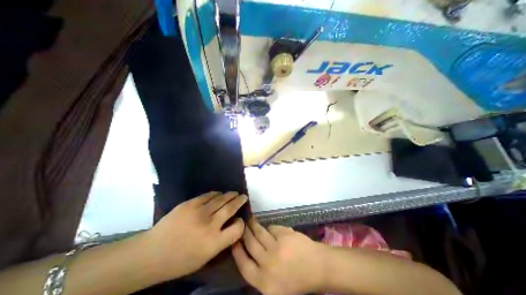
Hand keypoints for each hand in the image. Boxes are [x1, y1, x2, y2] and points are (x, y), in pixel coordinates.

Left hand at [145, 192, 248, 279]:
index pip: (237, 228)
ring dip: (230, 195)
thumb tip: (232, 224)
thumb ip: (222, 241)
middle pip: (231, 208)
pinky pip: (208, 195)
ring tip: (234, 193)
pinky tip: (219, 194)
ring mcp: (199, 212)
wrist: (151, 253)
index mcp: (213, 243)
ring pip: (221, 199)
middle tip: (244, 196)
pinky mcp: (190, 204)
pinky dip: (216, 194)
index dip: (241, 223)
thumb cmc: (180, 260)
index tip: (241, 219)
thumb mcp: (205, 257)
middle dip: (240, 201)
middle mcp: (209, 225)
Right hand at [231, 219, 322, 294]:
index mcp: (264, 282)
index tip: (233, 241)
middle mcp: (268, 264)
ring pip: (259, 233)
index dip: (237, 251)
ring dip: (253, 225)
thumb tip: (249, 256)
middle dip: (244, 233)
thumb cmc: (298, 281)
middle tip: (241, 225)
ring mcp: (277, 247)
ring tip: (249, 220)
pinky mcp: (284, 235)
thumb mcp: (275, 288)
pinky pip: (272, 228)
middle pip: (250, 244)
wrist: (319, 267)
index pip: (243, 265)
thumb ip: (261, 275)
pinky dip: (269, 228)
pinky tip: (268, 227)